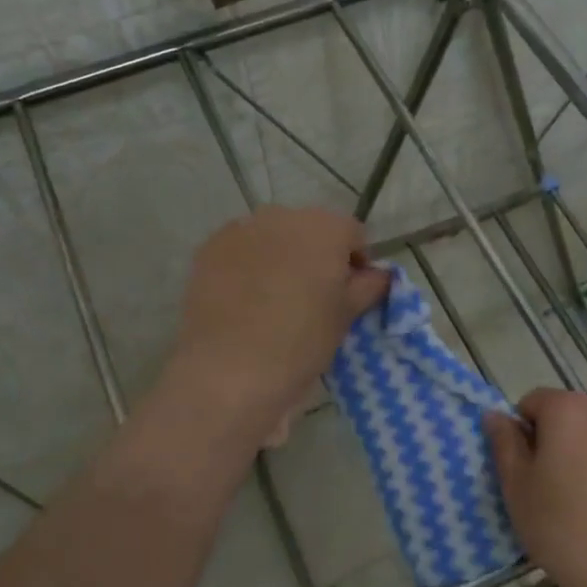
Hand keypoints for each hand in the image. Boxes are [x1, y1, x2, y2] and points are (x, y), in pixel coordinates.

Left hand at [171, 207, 390, 426]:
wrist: (228, 370)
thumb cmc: (300, 343)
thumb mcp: (345, 318)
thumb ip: (367, 287)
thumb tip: (377, 275)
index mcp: (324, 228)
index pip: (353, 234)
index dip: (356, 262)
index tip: (351, 293)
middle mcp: (282, 216)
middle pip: (310, 230)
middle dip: (316, 256)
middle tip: (314, 297)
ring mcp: (241, 229)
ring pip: (272, 237)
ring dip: (280, 258)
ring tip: (275, 299)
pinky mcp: (209, 249)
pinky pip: (240, 250)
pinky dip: (247, 266)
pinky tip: (244, 299)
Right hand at [484, 389, 586, 586]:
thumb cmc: (564, 528)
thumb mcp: (517, 487)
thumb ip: (504, 443)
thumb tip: (495, 415)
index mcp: (567, 410)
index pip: (532, 402)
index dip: (521, 433)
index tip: (523, 471)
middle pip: (567, 416)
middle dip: (553, 443)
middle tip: (546, 489)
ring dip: (583, 456)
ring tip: (581, 504)